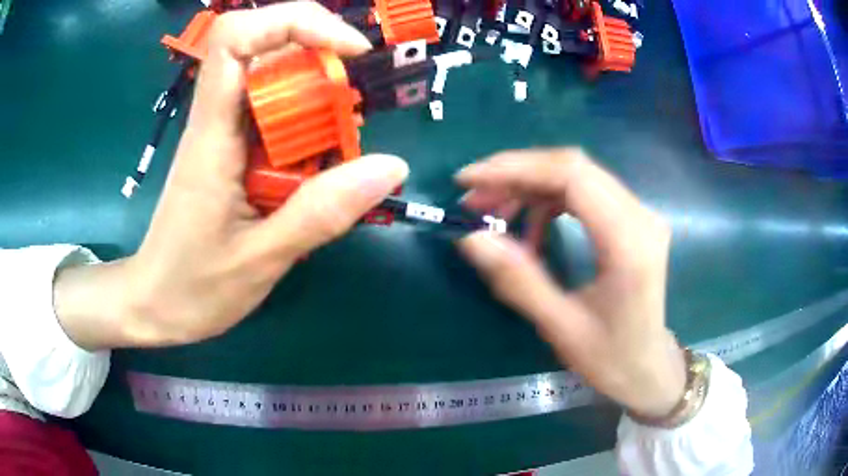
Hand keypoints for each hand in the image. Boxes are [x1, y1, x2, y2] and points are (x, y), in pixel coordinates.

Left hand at [54, 3, 407, 348]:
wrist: (155, 304)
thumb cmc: (193, 287)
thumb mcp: (261, 260)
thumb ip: (321, 212)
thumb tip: (391, 165)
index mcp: (212, 135)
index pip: (236, 39)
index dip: (295, 22)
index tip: (348, 51)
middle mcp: (216, 120)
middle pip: (264, 47)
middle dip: (320, 58)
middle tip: (351, 109)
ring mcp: (223, 133)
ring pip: (273, 79)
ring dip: (318, 95)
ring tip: (340, 145)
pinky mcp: (231, 150)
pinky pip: (274, 114)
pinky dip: (308, 125)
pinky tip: (320, 164)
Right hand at [457, 149, 684, 418]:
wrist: (648, 368)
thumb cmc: (611, 358)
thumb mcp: (561, 327)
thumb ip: (518, 280)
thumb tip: (471, 237)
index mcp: (629, 242)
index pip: (571, 176)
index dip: (516, 169)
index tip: (469, 181)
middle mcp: (640, 215)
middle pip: (573, 167)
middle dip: (517, 174)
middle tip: (475, 200)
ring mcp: (639, 214)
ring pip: (577, 175)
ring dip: (531, 186)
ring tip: (496, 214)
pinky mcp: (632, 220)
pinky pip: (586, 193)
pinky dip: (550, 201)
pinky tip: (532, 229)